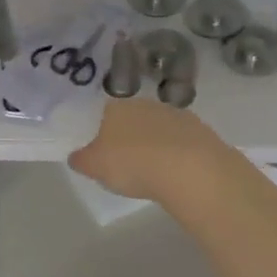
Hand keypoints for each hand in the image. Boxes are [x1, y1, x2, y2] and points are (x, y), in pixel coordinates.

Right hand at [67, 98, 230, 205]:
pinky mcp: (201, 130)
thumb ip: (81, 160)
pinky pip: (181, 141)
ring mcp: (176, 115)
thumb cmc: (132, 164)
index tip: (104, 154)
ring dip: (155, 144)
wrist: (189, 169)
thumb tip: (76, 156)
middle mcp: (145, 104)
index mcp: (116, 108)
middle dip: (129, 137)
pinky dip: (177, 153)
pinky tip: (176, 172)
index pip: (104, 114)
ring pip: (158, 128)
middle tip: (128, 163)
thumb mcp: (95, 167)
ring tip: (154, 171)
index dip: (102, 133)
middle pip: (132, 119)